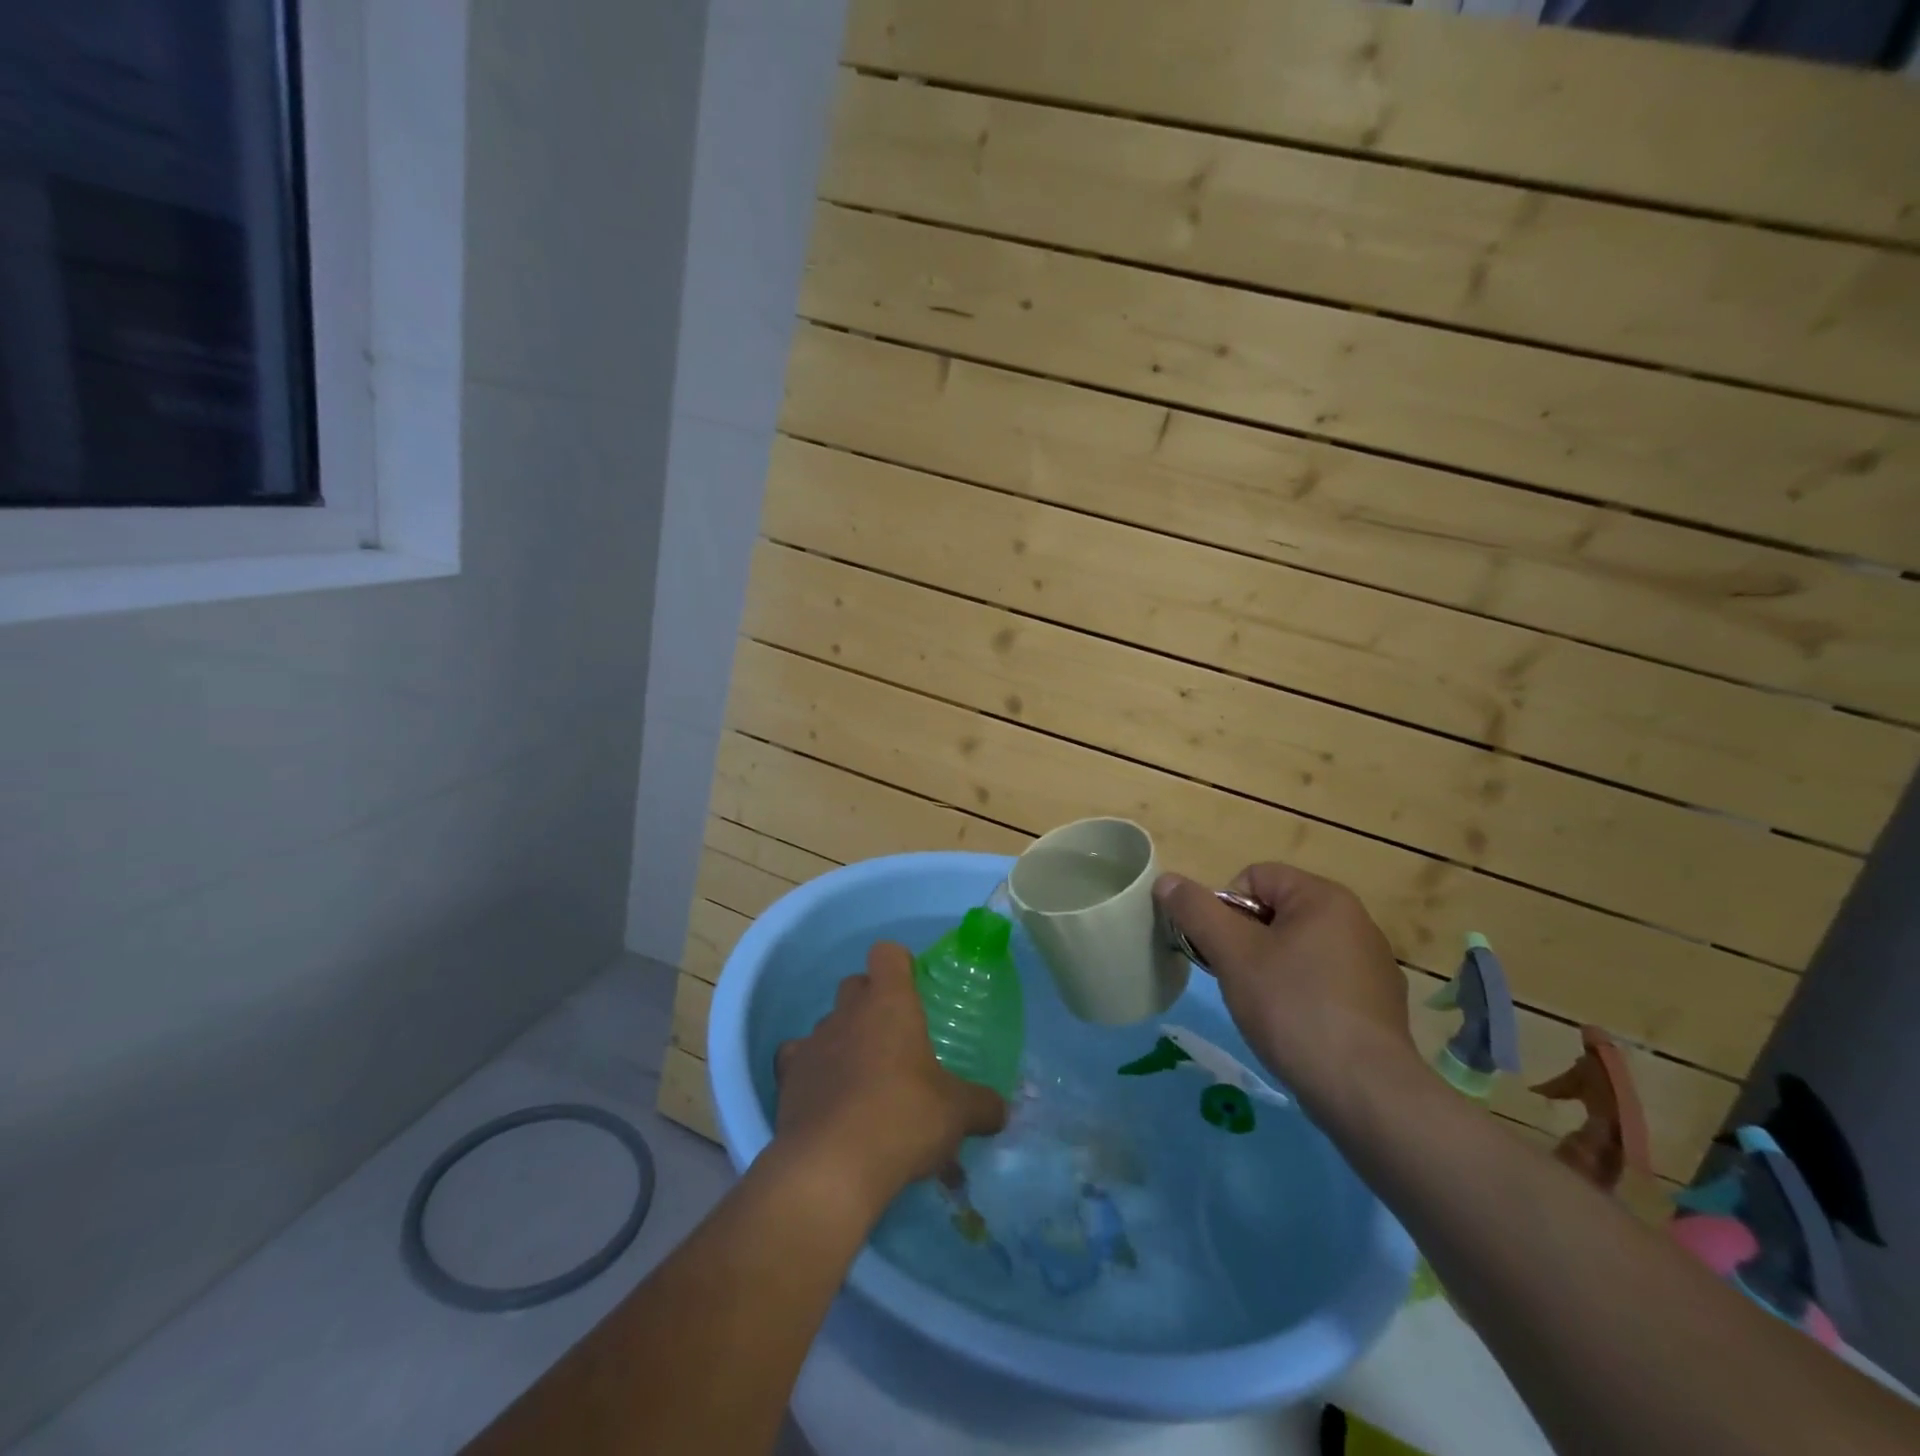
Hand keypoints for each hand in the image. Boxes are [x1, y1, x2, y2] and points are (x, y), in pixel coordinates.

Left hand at [772, 942, 1008, 1219]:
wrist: (831, 1168)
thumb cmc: (903, 1119)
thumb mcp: (957, 1114)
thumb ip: (982, 1105)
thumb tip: (1001, 1110)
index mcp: (890, 1003)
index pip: (887, 953)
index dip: (900, 964)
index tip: (914, 987)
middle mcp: (848, 1012)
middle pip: (855, 984)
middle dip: (872, 1002)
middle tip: (895, 1038)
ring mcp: (813, 1041)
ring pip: (828, 1023)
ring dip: (844, 1038)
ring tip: (863, 1077)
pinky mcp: (788, 1077)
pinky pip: (799, 1058)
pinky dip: (812, 1070)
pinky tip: (828, 1098)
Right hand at [1154, 863, 1417, 1116]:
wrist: (1366, 1092)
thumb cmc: (1293, 1008)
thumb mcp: (1232, 954)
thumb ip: (1196, 911)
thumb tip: (1166, 880)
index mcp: (1324, 897)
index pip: (1254, 877)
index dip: (1224, 908)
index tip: (1222, 951)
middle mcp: (1355, 920)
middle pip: (1275, 912)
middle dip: (1245, 941)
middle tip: (1236, 979)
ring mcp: (1371, 964)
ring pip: (1297, 948)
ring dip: (1270, 968)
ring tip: (1264, 1007)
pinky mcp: (1377, 1004)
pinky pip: (1322, 981)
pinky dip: (1300, 995)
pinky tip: (1295, 1028)